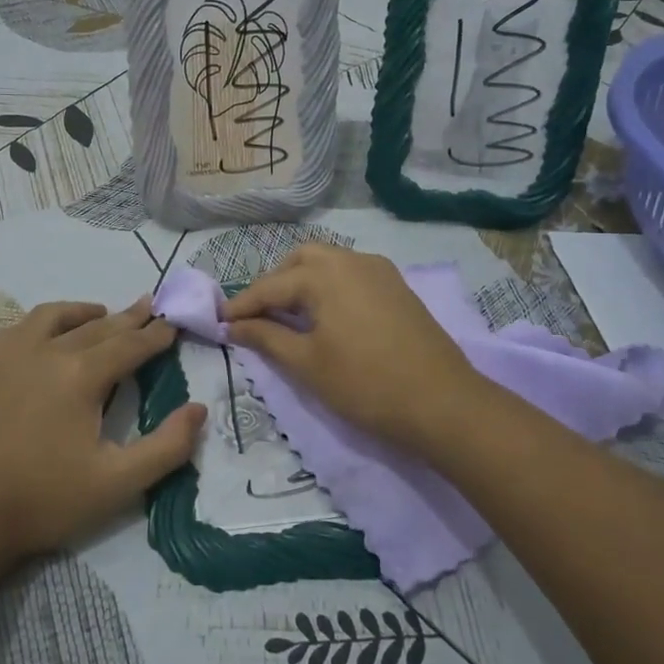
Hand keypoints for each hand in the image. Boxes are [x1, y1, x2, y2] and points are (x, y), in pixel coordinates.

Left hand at [0, 297, 204, 564]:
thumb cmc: (44, 500)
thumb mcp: (117, 483)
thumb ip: (166, 447)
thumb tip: (199, 410)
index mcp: (82, 375)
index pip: (130, 345)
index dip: (155, 336)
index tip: (173, 325)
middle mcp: (48, 351)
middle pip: (98, 326)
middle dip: (129, 317)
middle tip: (150, 306)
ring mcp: (12, 355)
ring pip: (57, 317)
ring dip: (86, 312)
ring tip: (104, 313)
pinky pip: (22, 327)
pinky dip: (46, 321)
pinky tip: (48, 331)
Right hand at [223, 245, 484, 452]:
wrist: (443, 403)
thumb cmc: (366, 384)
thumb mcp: (307, 364)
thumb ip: (266, 337)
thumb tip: (233, 326)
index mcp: (325, 274)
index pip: (270, 286)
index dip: (242, 306)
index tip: (220, 322)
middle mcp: (351, 260)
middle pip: (300, 260)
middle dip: (274, 284)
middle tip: (257, 317)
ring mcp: (380, 271)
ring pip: (328, 262)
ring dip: (302, 282)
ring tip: (289, 316)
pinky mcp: (397, 287)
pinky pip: (351, 273)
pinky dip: (329, 286)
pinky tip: (327, 315)